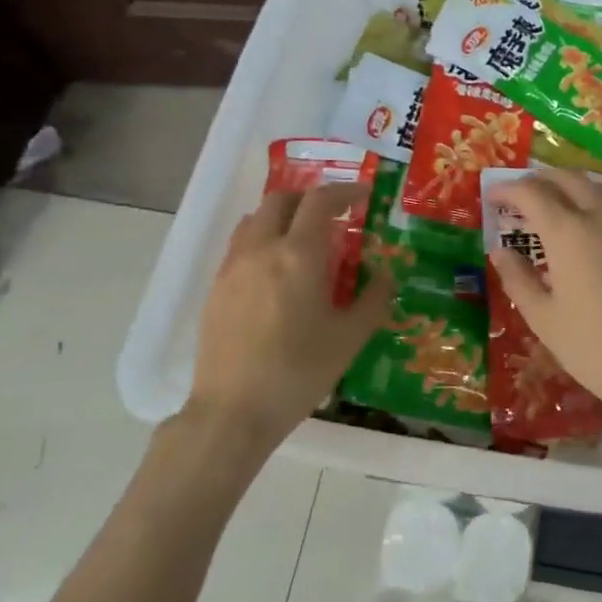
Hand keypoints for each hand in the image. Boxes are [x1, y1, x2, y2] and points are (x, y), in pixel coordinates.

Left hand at [183, 182, 391, 451]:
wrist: (233, 411)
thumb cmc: (299, 373)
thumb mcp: (349, 338)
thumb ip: (373, 299)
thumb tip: (385, 275)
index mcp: (299, 256)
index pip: (320, 201)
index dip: (344, 191)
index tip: (363, 195)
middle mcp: (262, 250)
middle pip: (281, 200)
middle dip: (310, 199)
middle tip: (333, 216)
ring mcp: (233, 267)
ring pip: (255, 220)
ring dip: (283, 217)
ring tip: (303, 241)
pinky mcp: (216, 288)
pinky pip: (240, 246)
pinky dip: (263, 240)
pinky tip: (276, 273)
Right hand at [485, 170, 601, 427]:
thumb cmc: (596, 350)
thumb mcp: (545, 320)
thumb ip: (518, 279)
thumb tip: (501, 252)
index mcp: (569, 232)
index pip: (532, 192)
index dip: (508, 190)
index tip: (493, 197)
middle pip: (569, 178)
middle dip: (541, 180)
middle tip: (521, 197)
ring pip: (598, 190)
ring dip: (570, 191)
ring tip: (554, 211)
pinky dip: (597, 208)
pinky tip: (591, 234)